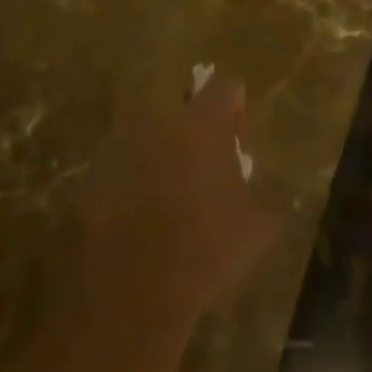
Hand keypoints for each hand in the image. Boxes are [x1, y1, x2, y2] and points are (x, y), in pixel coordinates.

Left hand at [71, 76, 279, 327]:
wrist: (134, 284)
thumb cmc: (205, 248)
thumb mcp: (256, 228)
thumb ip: (267, 198)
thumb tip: (272, 191)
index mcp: (204, 121)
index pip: (225, 87)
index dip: (234, 106)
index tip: (238, 134)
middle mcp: (162, 116)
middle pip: (184, 106)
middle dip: (196, 128)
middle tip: (206, 163)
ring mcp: (126, 138)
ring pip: (153, 132)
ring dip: (165, 151)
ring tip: (174, 191)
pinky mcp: (98, 167)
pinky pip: (125, 159)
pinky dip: (136, 175)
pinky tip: (144, 211)